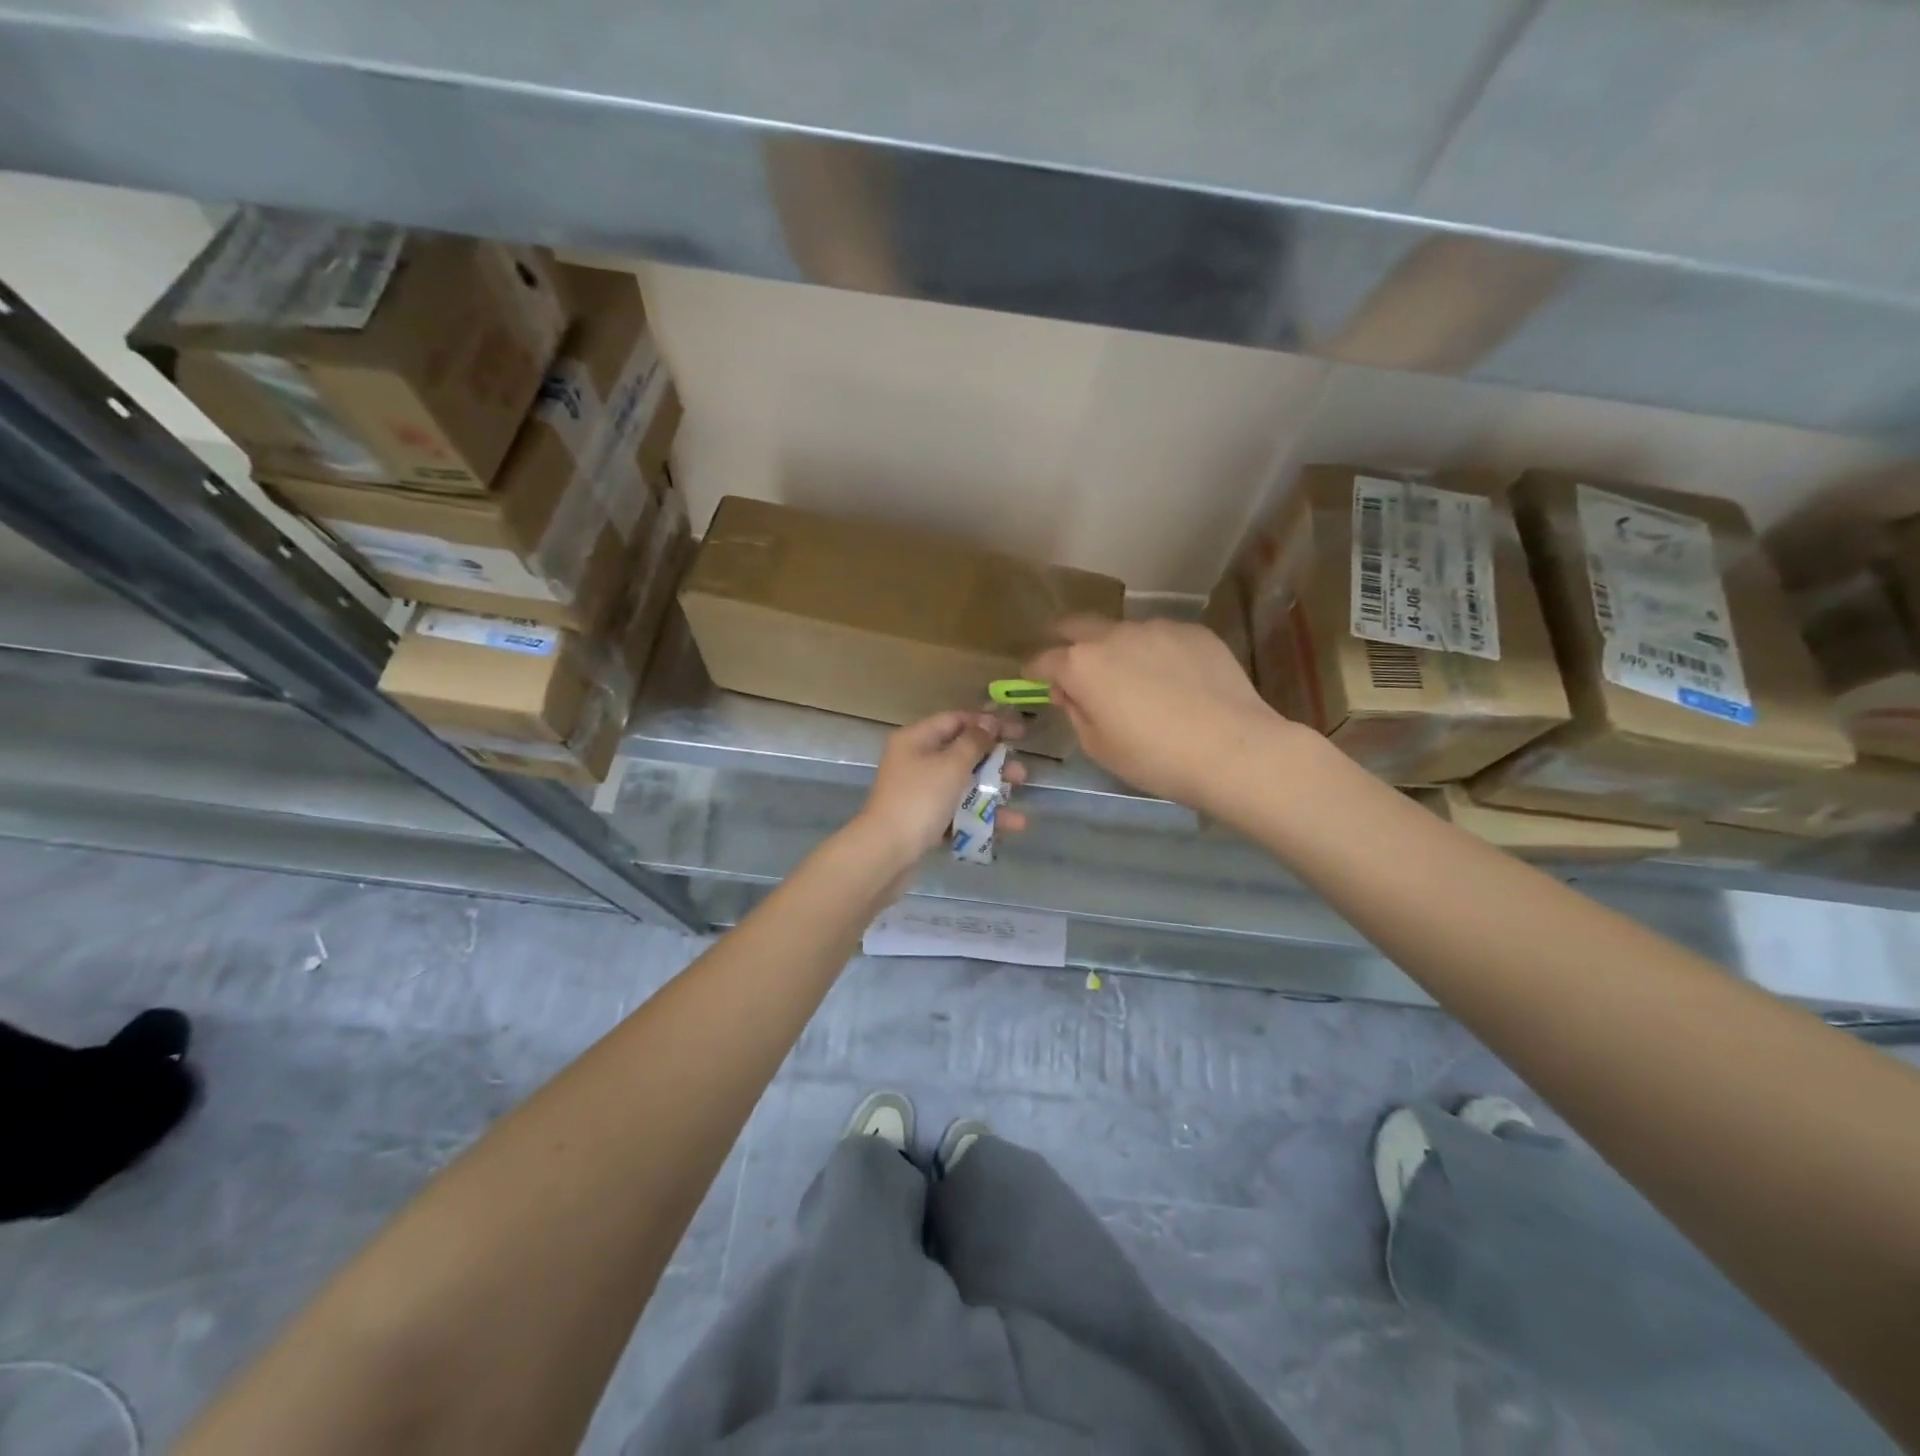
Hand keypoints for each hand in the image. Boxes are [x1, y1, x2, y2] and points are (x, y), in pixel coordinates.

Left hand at [849, 711, 1028, 869]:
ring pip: (962, 786)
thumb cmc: (920, 799)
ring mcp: (919, 793)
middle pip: (961, 754)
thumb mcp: (951, 765)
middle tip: (1021, 773)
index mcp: (916, 739)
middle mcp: (916, 762)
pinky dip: (981, 817)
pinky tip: (1009, 827)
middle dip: (994, 763)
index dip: (988, 723)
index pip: (955, 720)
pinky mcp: (924, 821)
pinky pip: (958, 812)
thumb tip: (988, 723)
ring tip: (1019, 802)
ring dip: (993, 792)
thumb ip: (974, 742)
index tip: (1019, 732)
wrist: (886, 853)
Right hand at [1026, 616, 1295, 809]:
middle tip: (1069, 658)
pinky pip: (1162, 638)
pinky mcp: (1193, 631)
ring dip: (1116, 648)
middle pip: (1077, 625)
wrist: (1232, 749)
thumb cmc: (1154, 758)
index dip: (1034, 669)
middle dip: (1065, 639)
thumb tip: (1070, 691)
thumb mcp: (1099, 747)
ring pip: (1124, 631)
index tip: (1033, 676)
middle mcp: (1114, 635)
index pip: (1044, 659)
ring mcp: (1157, 628)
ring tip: (1133, 676)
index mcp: (1082, 665)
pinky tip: (1174, 680)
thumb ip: (1075, 712)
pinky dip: (1156, 653)